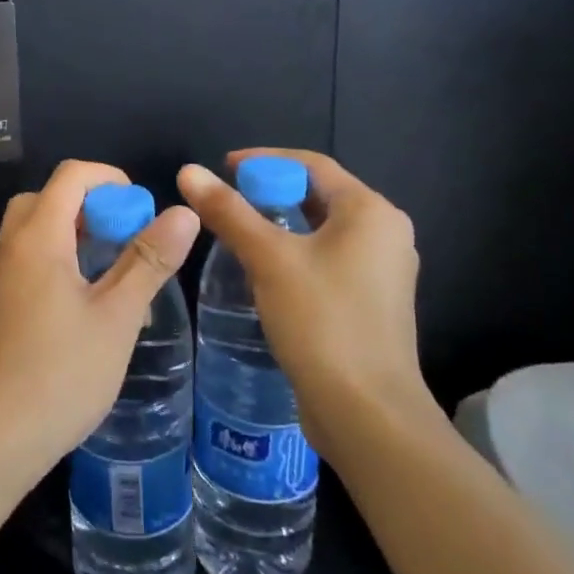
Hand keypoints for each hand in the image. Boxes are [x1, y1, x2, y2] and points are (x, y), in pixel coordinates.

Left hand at [0, 160, 200, 483]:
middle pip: (49, 198)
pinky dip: (64, 260)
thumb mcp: (117, 316)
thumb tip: (182, 212)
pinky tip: (94, 305)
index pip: (71, 175)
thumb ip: (148, 260)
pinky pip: (33, 259)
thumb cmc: (62, 372)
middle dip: (93, 206)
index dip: (111, 180)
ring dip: (79, 235)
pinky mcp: (4, 303)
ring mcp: (4, 276)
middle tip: (126, 238)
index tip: (142, 212)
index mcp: (38, 236)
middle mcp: (14, 246)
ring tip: (118, 272)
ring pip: (39, 229)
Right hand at [177, 149, 430, 446]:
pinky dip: (294, 252)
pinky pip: (327, 259)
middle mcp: (385, 234)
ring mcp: (382, 272)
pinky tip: (262, 269)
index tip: (222, 168)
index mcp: (371, 212)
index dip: (264, 160)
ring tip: (236, 230)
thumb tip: (188, 171)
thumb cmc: (322, 321)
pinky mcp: (371, 303)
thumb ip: (229, 212)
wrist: (367, 413)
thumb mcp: (269, 259)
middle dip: (270, 192)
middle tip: (224, 200)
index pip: (312, 165)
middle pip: (319, 195)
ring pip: (322, 230)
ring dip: (279, 223)